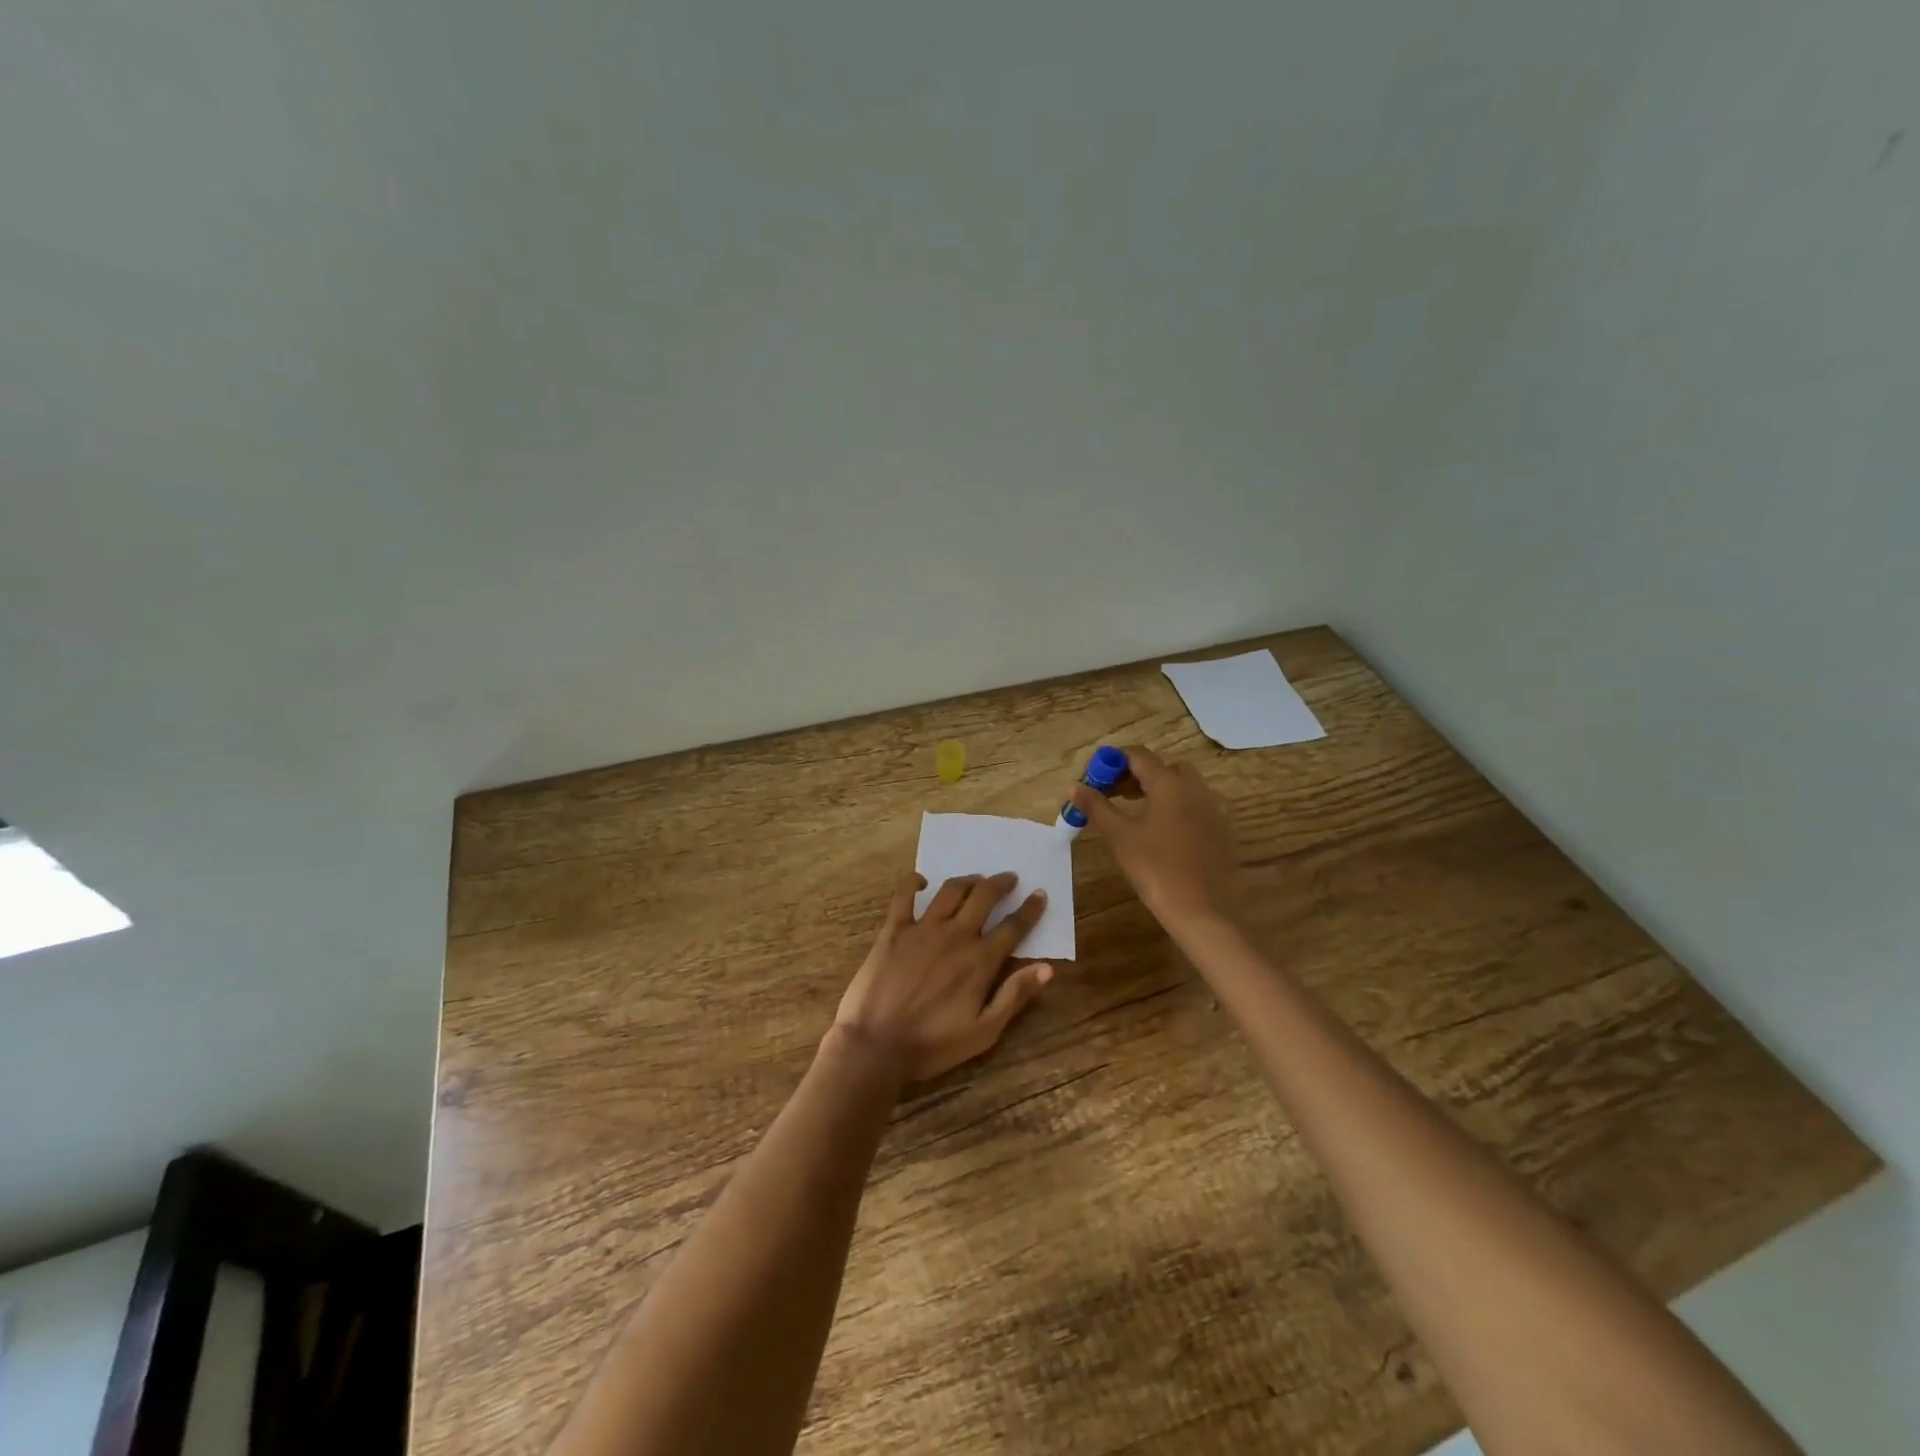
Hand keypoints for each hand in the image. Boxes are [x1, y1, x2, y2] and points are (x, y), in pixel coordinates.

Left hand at [833, 872, 1053, 1082]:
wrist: (876, 1045)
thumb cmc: (933, 1045)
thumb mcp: (984, 1032)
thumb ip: (1015, 996)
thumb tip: (1047, 968)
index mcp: (979, 960)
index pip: (1013, 927)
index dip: (1030, 909)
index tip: (1040, 894)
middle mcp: (955, 935)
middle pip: (984, 897)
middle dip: (1001, 884)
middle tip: (1009, 878)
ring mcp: (922, 928)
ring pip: (951, 890)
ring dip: (969, 880)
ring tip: (977, 878)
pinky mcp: (894, 929)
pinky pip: (904, 895)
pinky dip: (914, 882)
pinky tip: (922, 881)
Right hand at [1068, 746, 1240, 929]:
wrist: (1203, 911)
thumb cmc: (1156, 870)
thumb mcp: (1119, 837)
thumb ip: (1096, 807)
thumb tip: (1074, 786)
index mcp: (1170, 785)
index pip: (1138, 756)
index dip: (1113, 762)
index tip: (1094, 779)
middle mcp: (1195, 789)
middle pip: (1163, 768)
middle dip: (1136, 775)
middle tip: (1114, 795)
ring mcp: (1212, 810)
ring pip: (1181, 787)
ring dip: (1156, 790)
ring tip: (1133, 813)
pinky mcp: (1221, 831)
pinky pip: (1194, 806)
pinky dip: (1174, 808)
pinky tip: (1159, 834)